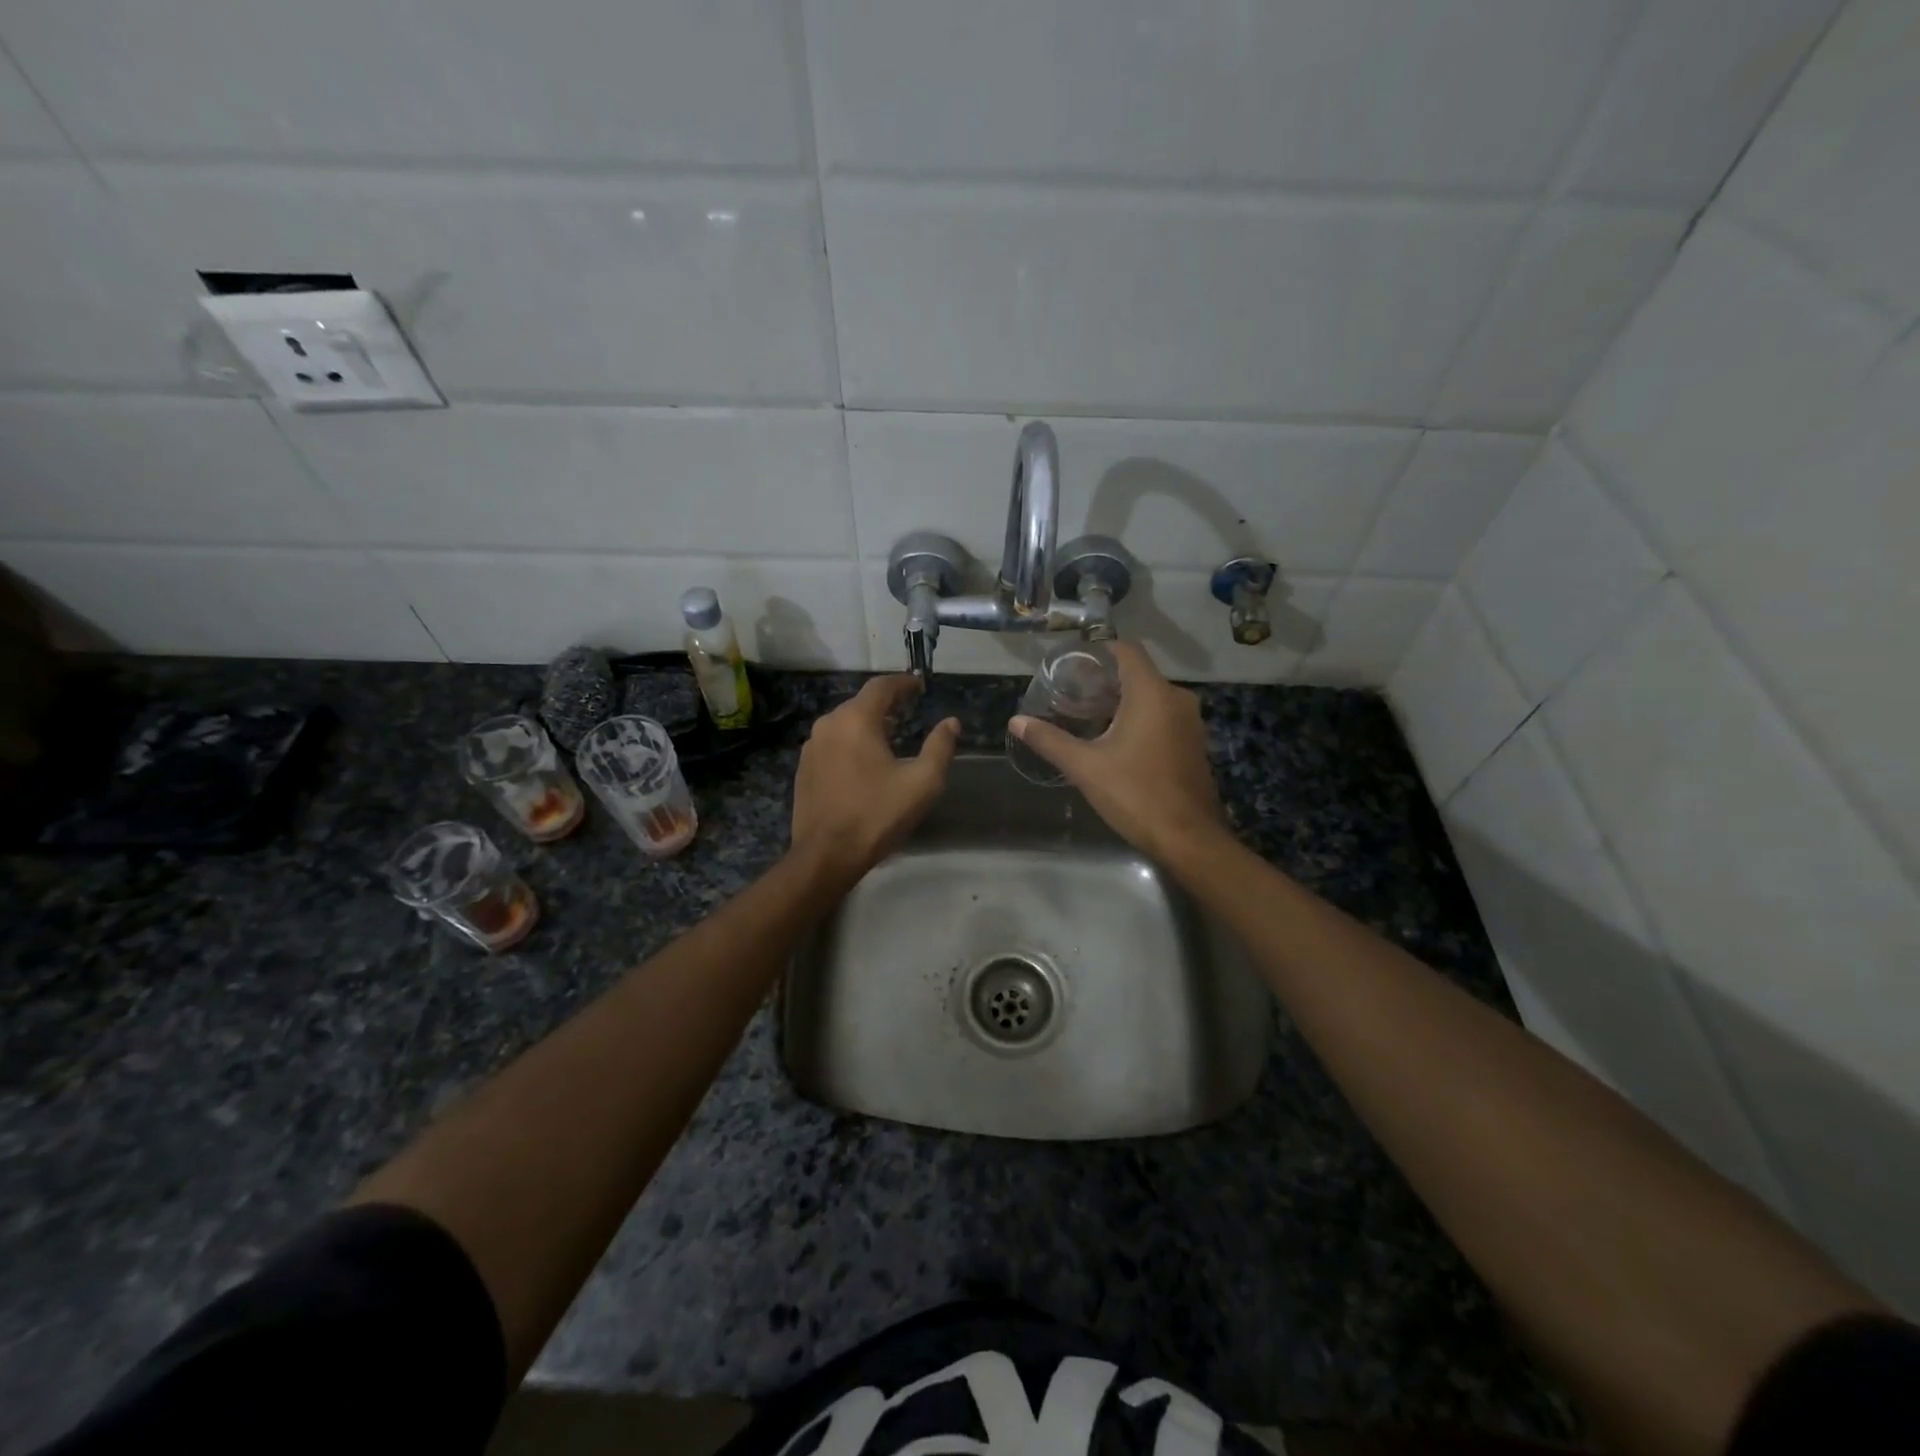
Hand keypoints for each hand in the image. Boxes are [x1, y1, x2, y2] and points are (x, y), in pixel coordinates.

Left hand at [791, 675, 959, 885]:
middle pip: (861, 703)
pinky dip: (851, 741)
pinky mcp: (804, 768)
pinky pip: (832, 742)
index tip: (919, 685)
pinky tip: (864, 760)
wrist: (826, 854)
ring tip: (890, 734)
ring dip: (867, 723)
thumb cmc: (877, 814)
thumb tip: (951, 722)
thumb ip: (940, 747)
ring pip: (844, 723)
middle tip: (908, 710)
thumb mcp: (922, 782)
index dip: (903, 682)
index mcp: (856, 720)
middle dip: (886, 703)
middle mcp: (829, 724)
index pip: (881, 686)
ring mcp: (812, 746)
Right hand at [1009, 641, 1223, 864]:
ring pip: (1152, 697)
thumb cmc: (1135, 794)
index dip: (1098, 652)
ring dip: (1122, 702)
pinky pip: (1163, 717)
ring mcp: (1190, 722)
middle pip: (1138, 674)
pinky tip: (1116, 741)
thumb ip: (1050, 739)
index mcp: (1152, 693)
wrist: (1188, 839)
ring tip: (1088, 717)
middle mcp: (1177, 699)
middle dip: (1104, 681)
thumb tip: (1016, 721)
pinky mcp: (1194, 744)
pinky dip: (1140, 720)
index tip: (1072, 666)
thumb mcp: (1085, 766)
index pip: (1127, 650)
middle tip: (1071, 695)